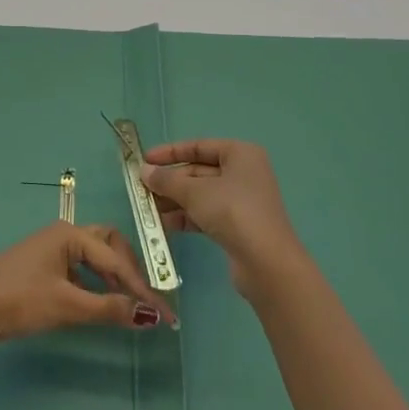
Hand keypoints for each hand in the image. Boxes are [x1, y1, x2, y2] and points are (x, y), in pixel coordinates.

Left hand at [0, 222, 168, 368]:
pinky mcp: (44, 271)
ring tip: (129, 304)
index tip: (165, 314)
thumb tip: (150, 315)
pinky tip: (101, 303)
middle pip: (108, 245)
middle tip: (145, 299)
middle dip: (129, 270)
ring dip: (114, 278)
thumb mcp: (67, 305)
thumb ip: (109, 308)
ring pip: (94, 258)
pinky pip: (81, 270)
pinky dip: (97, 285)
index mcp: (69, 235)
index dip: (142, 287)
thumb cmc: (21, 300)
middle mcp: (63, 236)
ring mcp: (52, 252)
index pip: (116, 259)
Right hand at [140, 139, 303, 297]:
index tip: (144, 160)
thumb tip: (144, 171)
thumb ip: (167, 180)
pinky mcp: (238, 226)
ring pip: (200, 195)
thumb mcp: (194, 191)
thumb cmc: (232, 211)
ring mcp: (241, 201)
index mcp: (239, 154)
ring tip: (147, 210)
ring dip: (174, 201)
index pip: (198, 146)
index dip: (170, 153)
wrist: (266, 263)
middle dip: (170, 182)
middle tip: (142, 190)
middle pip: (198, 172)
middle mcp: (243, 173)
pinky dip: (186, 217)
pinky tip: (164, 226)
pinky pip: (206, 214)